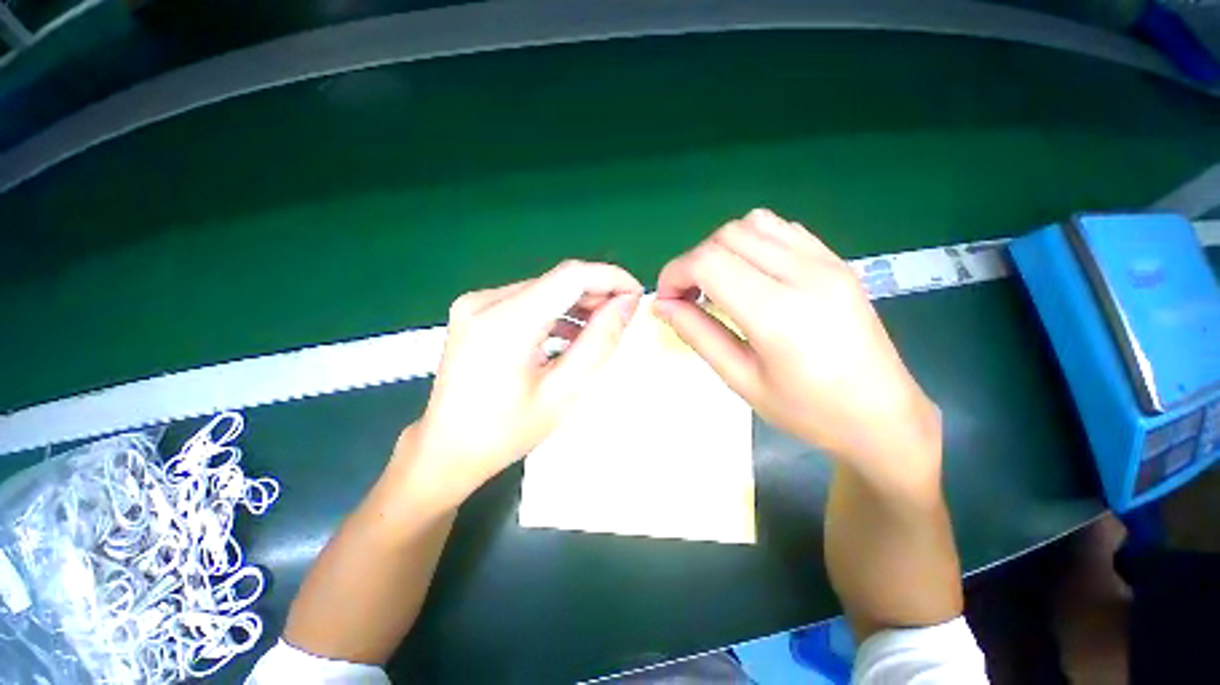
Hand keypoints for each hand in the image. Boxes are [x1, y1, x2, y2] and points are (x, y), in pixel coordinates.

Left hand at [403, 260, 642, 508]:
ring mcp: (476, 304)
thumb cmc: (506, 431)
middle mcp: (485, 301)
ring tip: (600, 329)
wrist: (446, 449)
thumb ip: (599, 342)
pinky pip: (527, 300)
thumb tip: (626, 304)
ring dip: (577, 303)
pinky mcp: (475, 311)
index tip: (636, 295)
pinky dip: (555, 312)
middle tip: (622, 317)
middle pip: (556, 280)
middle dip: (596, 293)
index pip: (570, 276)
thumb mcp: (563, 392)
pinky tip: (569, 334)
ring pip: (544, 288)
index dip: (610, 278)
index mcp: (505, 323)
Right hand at [654, 209, 940, 491]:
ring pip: (753, 224)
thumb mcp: (741, 379)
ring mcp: (826, 262)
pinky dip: (752, 242)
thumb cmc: (807, 411)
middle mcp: (804, 275)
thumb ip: (697, 334)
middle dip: (693, 261)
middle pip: (727, 236)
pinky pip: (782, 230)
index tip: (666, 299)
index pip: (708, 262)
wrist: (882, 415)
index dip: (675, 273)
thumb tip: (662, 305)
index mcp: (778, 313)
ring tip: (717, 284)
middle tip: (688, 296)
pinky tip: (750, 274)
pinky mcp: (836, 261)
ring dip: (721, 248)